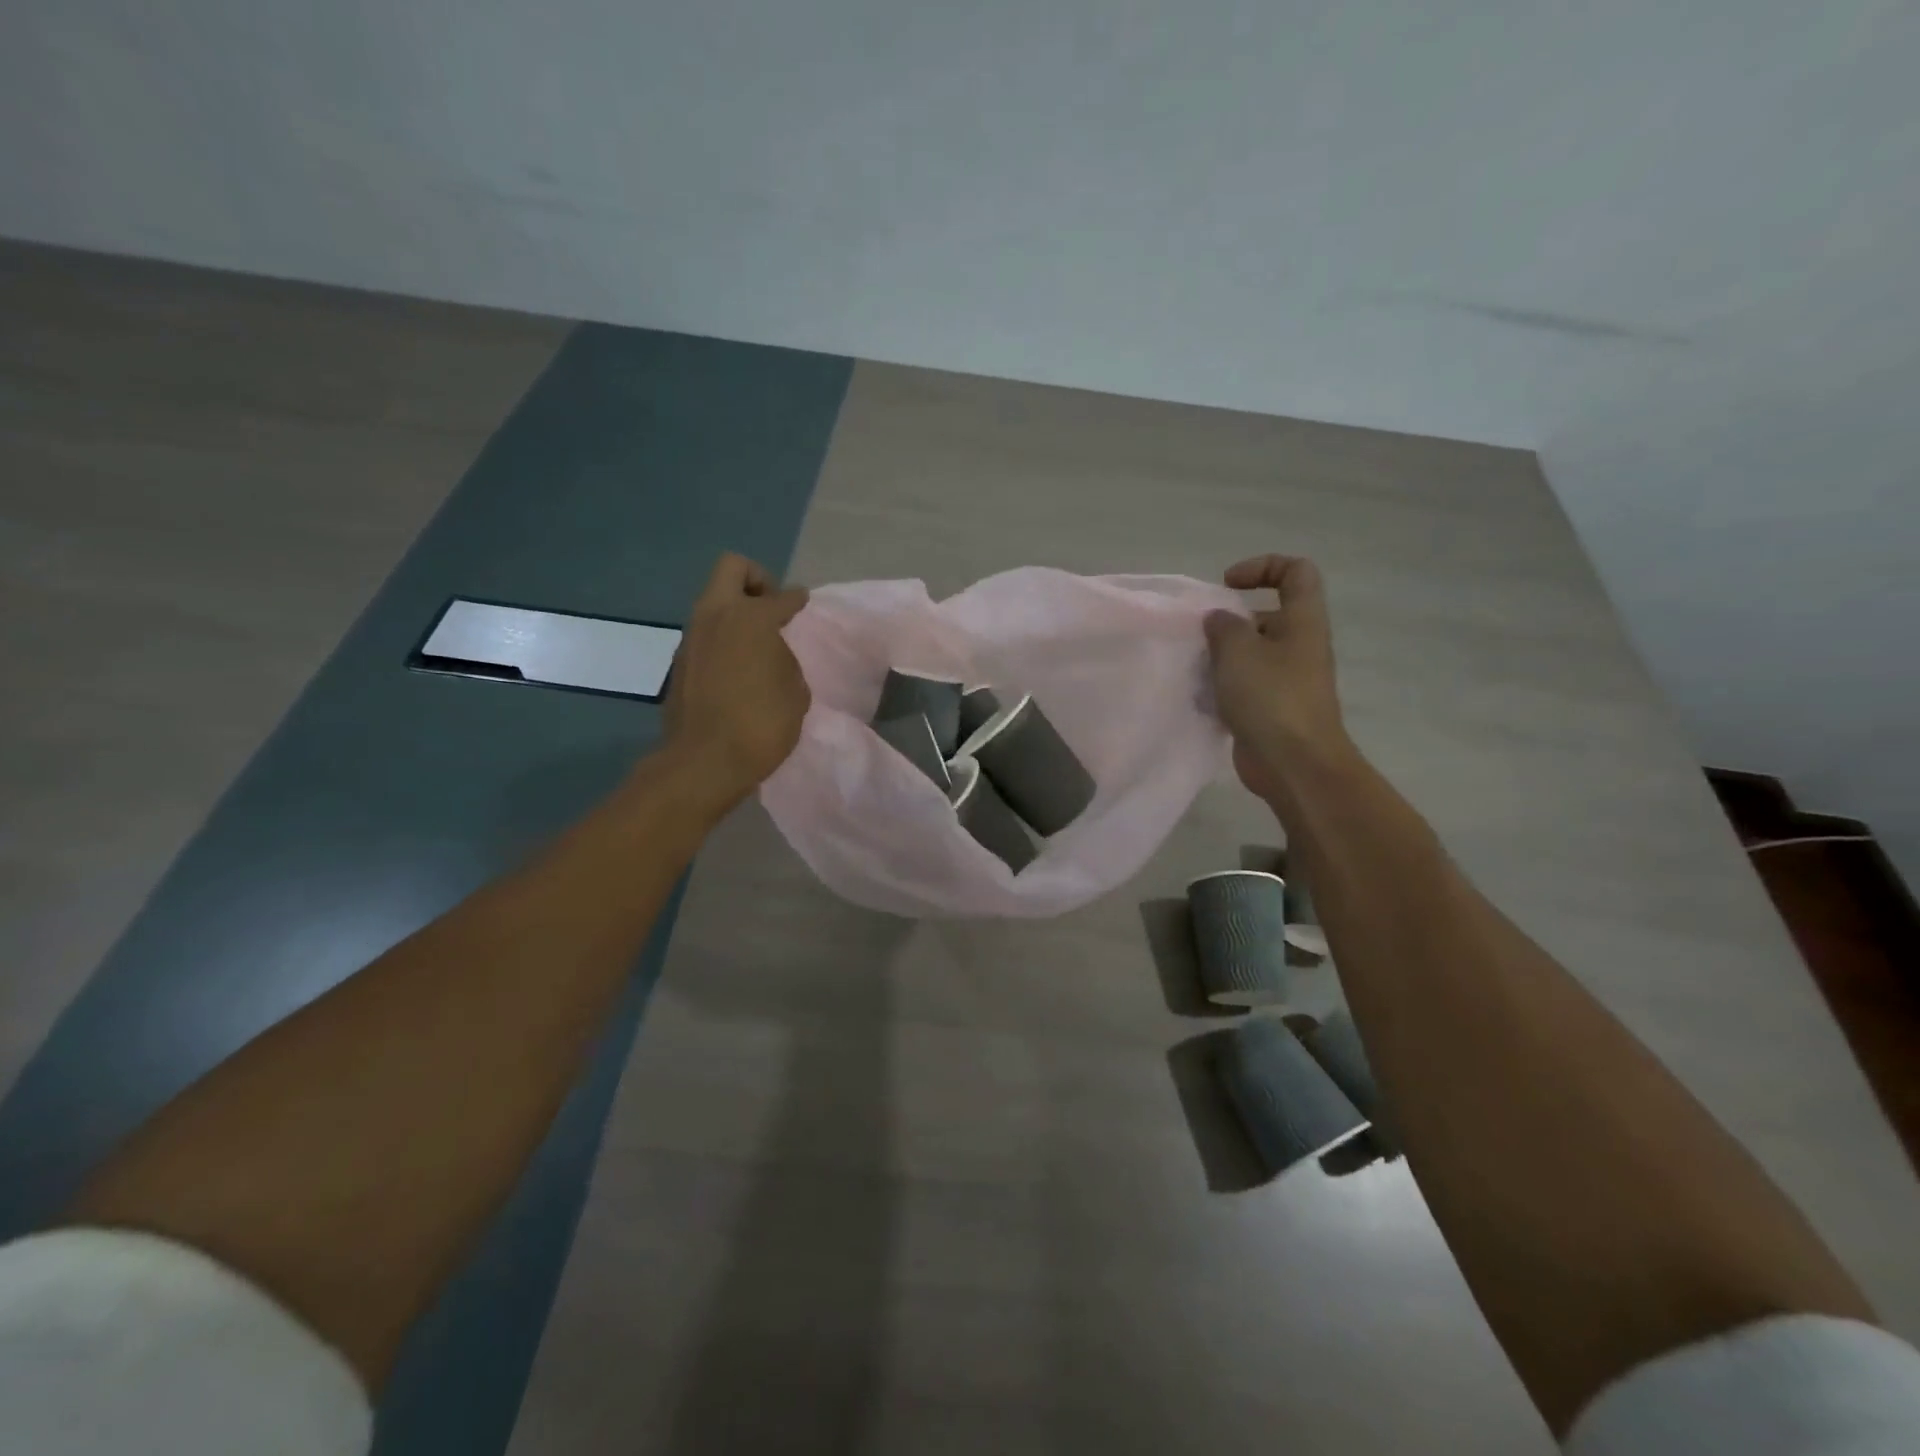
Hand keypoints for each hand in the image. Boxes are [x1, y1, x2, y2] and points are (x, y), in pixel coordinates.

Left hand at [658, 552, 810, 812]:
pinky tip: (738, 667)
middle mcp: (716, 616)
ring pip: (713, 601)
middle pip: (733, 568)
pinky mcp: (680, 661)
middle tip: (772, 609)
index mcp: (751, 617)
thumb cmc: (762, 724)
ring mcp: (692, 637)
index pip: (781, 597)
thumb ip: (785, 660)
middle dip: (756, 580)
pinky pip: (705, 633)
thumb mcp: (796, 691)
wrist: (705, 761)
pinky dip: (723, 639)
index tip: (803, 602)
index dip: (796, 599)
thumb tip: (773, 654)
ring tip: (757, 643)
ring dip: (735, 611)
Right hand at [1204, 554, 1352, 803]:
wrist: (1294, 765)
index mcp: (1302, 622)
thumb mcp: (1239, 651)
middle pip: (1267, 616)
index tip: (1227, 585)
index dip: (1262, 567)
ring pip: (1251, 654)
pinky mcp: (1272, 709)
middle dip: (1230, 622)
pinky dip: (1222, 689)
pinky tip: (1202, 701)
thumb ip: (1224, 626)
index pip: (1296, 572)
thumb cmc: (1271, 698)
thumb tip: (1219, 620)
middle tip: (1202, 638)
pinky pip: (1244, 687)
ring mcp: (1287, 680)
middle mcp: (1299, 646)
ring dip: (1220, 658)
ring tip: (1197, 672)